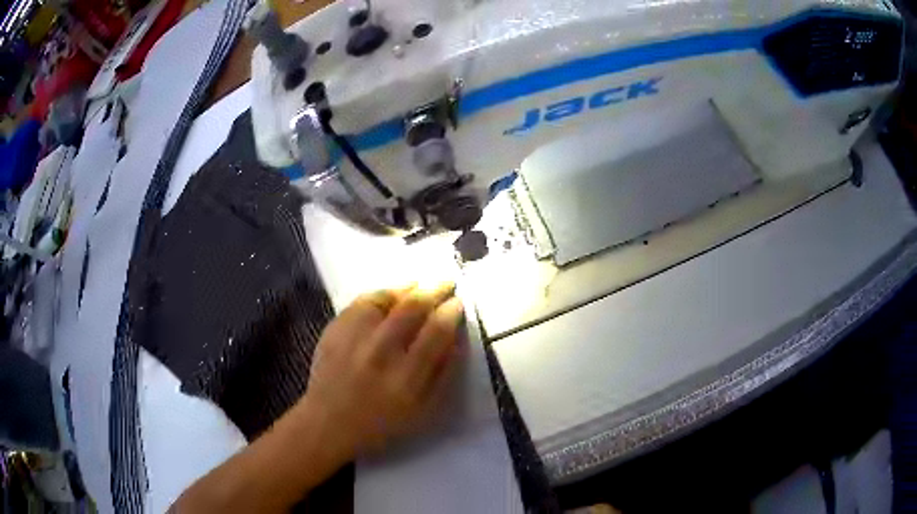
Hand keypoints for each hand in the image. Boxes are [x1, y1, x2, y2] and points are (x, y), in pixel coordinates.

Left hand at [297, 283, 464, 458]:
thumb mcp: (423, 411)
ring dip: (408, 287)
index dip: (451, 312)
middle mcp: (380, 353)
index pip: (436, 332)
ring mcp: (354, 339)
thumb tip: (456, 339)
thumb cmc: (382, 424)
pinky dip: (379, 294)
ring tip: (420, 283)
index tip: (458, 303)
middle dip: (434, 289)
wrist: (329, 423)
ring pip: (386, 298)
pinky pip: (361, 302)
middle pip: (412, 308)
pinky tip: (390, 294)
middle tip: (446, 282)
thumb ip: (442, 374)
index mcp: (406, 378)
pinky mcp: (334, 331)